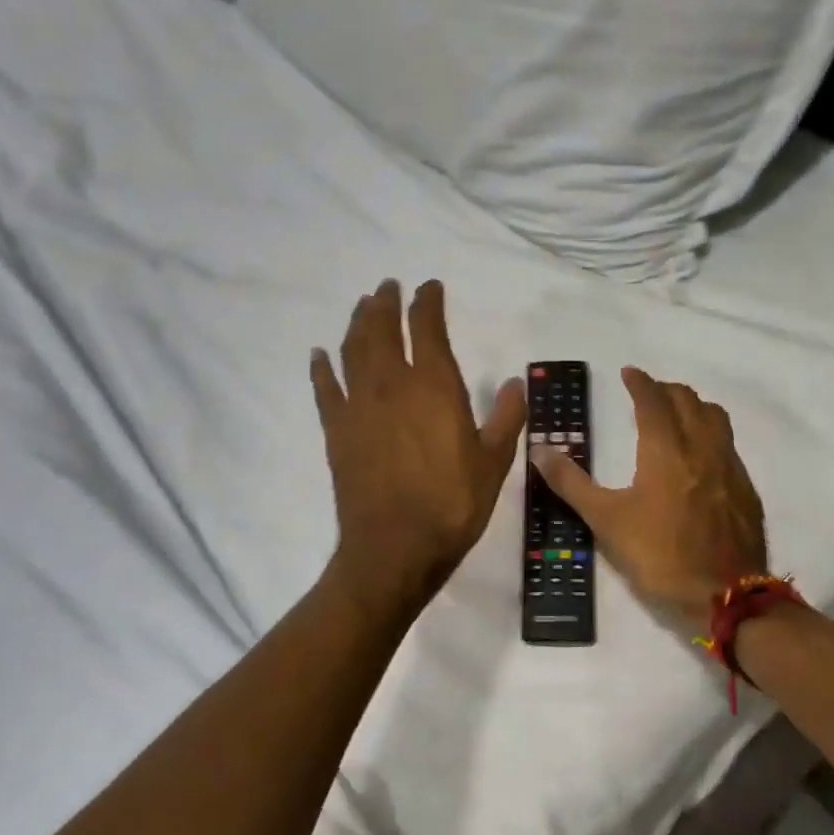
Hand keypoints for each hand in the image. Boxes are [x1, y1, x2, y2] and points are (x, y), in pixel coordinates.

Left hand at [312, 280, 526, 618]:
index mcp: (434, 386)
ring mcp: (358, 406)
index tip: (429, 286)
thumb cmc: (452, 505)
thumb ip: (507, 418)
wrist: (395, 548)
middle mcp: (392, 384)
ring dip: (357, 323)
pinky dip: (321, 367)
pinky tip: (319, 354)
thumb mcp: (494, 463)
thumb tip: (514, 383)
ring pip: (353, 350)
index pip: (427, 328)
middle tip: (387, 286)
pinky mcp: (336, 430)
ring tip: (362, 307)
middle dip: (385, 303)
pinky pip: (325, 388)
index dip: (427, 302)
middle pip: (382, 329)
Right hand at [531, 367, 767, 628]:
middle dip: (667, 390)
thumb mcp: (605, 520)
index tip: (629, 372)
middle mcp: (702, 448)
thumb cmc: (660, 555)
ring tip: (678, 414)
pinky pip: (728, 445)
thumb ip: (571, 482)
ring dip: (694, 406)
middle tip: (649, 392)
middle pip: (688, 401)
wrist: (725, 595)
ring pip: (715, 418)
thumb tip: (539, 449)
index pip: (653, 401)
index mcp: (666, 450)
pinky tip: (702, 456)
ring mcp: (729, 467)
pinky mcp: (745, 490)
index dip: (640, 382)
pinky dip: (711, 434)